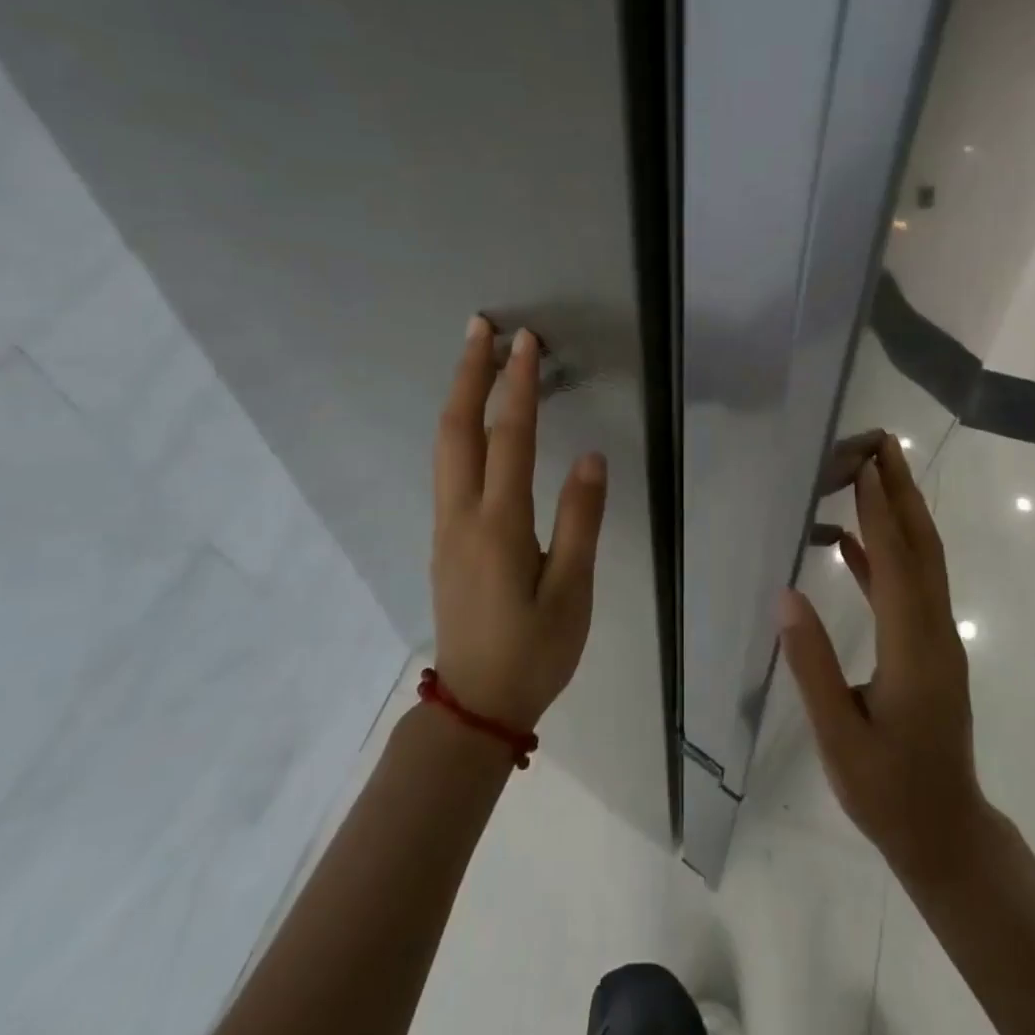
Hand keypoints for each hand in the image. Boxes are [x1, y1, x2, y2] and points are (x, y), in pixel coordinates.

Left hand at [431, 317, 606, 731]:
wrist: (475, 706)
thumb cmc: (534, 651)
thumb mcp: (573, 591)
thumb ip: (580, 520)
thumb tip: (590, 457)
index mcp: (499, 525)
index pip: (509, 437)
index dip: (518, 385)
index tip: (526, 342)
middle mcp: (462, 516)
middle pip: (457, 429)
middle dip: (469, 373)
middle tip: (481, 328)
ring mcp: (446, 526)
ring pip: (444, 446)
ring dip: (459, 396)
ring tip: (475, 358)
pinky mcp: (444, 539)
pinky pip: (447, 467)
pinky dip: (459, 427)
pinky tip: (473, 420)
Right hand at [777, 434, 986, 882]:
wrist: (946, 832)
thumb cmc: (889, 792)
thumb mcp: (840, 738)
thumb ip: (812, 665)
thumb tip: (787, 595)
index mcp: (913, 649)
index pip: (896, 565)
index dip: (880, 513)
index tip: (866, 466)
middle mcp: (934, 631)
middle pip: (922, 547)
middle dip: (903, 492)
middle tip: (882, 444)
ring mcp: (936, 638)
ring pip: (920, 561)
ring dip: (899, 513)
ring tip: (871, 473)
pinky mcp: (928, 647)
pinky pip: (907, 587)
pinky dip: (883, 554)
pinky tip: (851, 541)